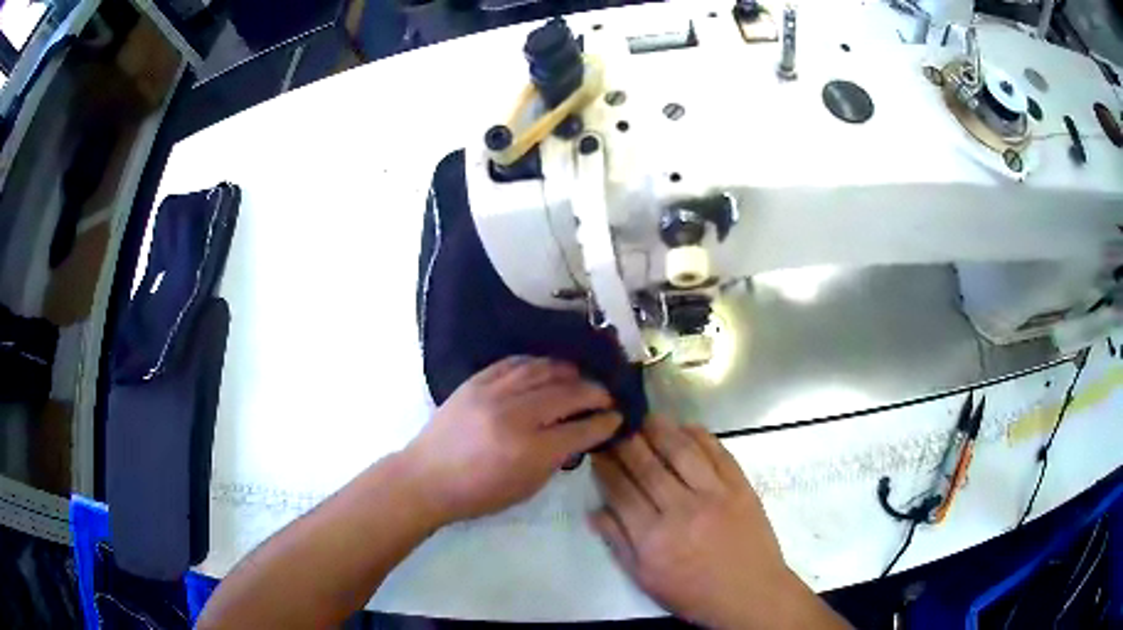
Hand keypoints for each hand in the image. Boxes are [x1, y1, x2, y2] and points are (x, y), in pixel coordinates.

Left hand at [403, 356, 621, 524]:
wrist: (427, 477)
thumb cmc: (478, 494)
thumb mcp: (526, 487)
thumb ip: (556, 458)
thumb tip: (577, 433)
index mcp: (530, 450)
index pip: (580, 429)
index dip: (604, 422)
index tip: (617, 417)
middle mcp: (516, 416)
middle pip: (567, 393)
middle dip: (594, 392)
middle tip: (606, 395)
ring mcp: (493, 393)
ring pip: (542, 370)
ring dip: (569, 371)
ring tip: (581, 377)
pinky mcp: (475, 382)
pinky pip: (514, 363)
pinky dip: (536, 363)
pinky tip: (547, 368)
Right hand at [591, 417, 847, 629]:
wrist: (749, 592)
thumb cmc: (693, 592)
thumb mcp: (646, 578)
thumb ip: (618, 543)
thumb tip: (594, 511)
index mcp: (653, 537)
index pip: (621, 491)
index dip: (606, 467)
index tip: (598, 451)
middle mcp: (681, 510)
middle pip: (647, 466)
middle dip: (627, 442)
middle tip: (617, 426)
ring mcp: (714, 495)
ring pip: (681, 452)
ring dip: (661, 430)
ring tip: (647, 418)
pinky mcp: (740, 487)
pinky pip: (718, 453)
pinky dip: (700, 436)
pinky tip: (686, 427)